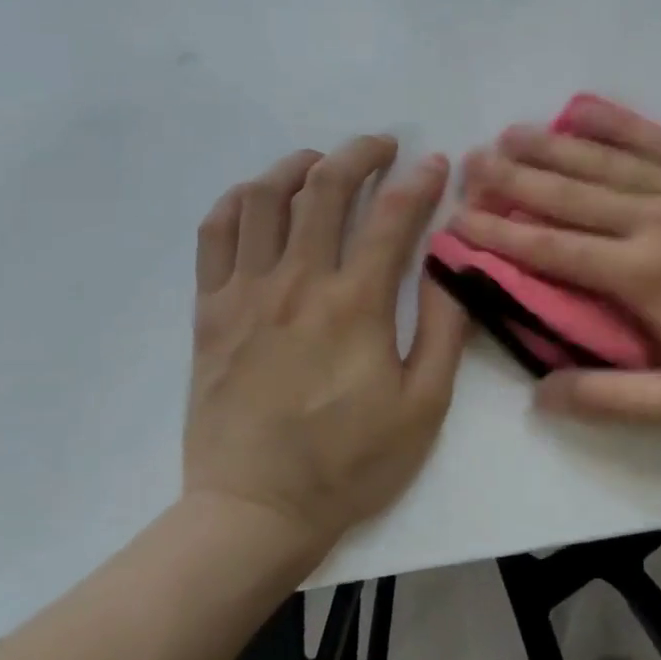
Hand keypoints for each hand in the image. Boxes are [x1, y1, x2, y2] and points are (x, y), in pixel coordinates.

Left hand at [184, 135, 465, 550]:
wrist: (254, 513)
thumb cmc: (351, 463)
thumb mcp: (425, 405)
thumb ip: (444, 327)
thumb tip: (450, 263)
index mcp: (356, 306)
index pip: (393, 218)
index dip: (420, 182)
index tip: (437, 164)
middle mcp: (297, 284)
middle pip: (324, 189)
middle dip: (360, 154)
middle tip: (383, 146)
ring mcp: (245, 294)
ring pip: (262, 199)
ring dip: (296, 167)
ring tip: (321, 163)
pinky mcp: (210, 313)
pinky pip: (215, 235)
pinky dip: (238, 202)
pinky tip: (260, 199)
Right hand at [455, 99, 660, 429]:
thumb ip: (613, 400)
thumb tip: (541, 393)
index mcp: (646, 277)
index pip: (554, 250)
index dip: (501, 234)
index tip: (461, 219)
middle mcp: (659, 220)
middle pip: (571, 194)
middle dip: (515, 179)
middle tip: (471, 162)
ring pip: (608, 161)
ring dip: (554, 146)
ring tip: (510, 133)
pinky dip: (618, 122)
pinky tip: (586, 108)